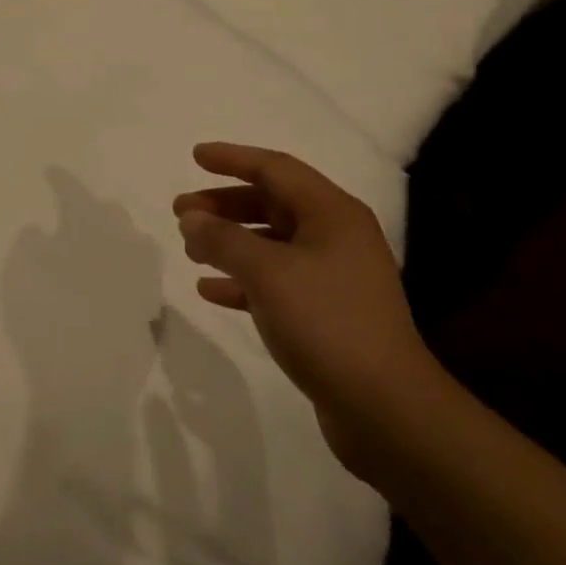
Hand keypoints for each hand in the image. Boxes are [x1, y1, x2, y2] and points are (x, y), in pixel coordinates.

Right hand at [174, 142, 435, 460]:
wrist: (384, 408)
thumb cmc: (326, 323)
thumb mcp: (267, 273)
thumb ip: (223, 239)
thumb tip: (191, 217)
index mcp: (333, 214)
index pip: (276, 169)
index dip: (233, 159)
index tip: (195, 156)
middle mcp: (337, 237)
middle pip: (272, 204)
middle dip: (224, 205)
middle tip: (180, 211)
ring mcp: (333, 276)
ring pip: (271, 244)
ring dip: (229, 242)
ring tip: (190, 249)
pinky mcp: (326, 313)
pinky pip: (276, 282)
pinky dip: (242, 280)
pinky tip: (210, 289)